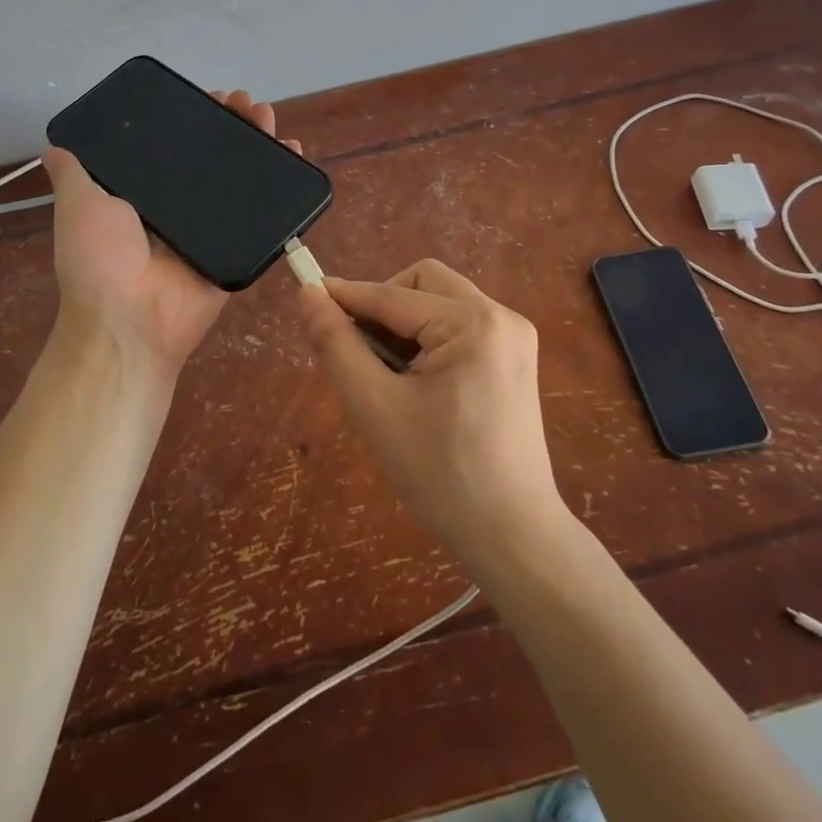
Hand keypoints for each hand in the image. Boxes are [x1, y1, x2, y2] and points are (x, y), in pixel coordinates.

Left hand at [43, 89, 298, 377]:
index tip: (208, 96)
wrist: (131, 320)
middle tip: (246, 101)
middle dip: (230, 127)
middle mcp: (179, 209)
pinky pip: (263, 214)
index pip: (172, 148)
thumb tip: (54, 146)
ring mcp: (212, 229)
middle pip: (212, 159)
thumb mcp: (79, 206)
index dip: (191, 121)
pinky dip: (283, 185)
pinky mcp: (238, 248)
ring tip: (268, 115)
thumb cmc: (100, 260)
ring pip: (240, 179)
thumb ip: (74, 174)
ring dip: (258, 145)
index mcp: (143, 196)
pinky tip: (293, 152)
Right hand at [299, 259, 566, 566]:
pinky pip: (460, 326)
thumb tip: (308, 295)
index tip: (306, 297)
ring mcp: (514, 337)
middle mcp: (501, 316)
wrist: (512, 538)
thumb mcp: (374, 407)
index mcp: (472, 323)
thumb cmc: (439, 474)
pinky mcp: (515, 359)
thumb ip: (337, 344)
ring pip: (441, 302)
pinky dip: (429, 339)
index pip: (392, 295)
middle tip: (358, 350)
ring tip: (386, 375)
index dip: (345, 296)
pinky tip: (416, 383)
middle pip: (423, 283)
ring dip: (405, 324)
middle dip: (383, 306)